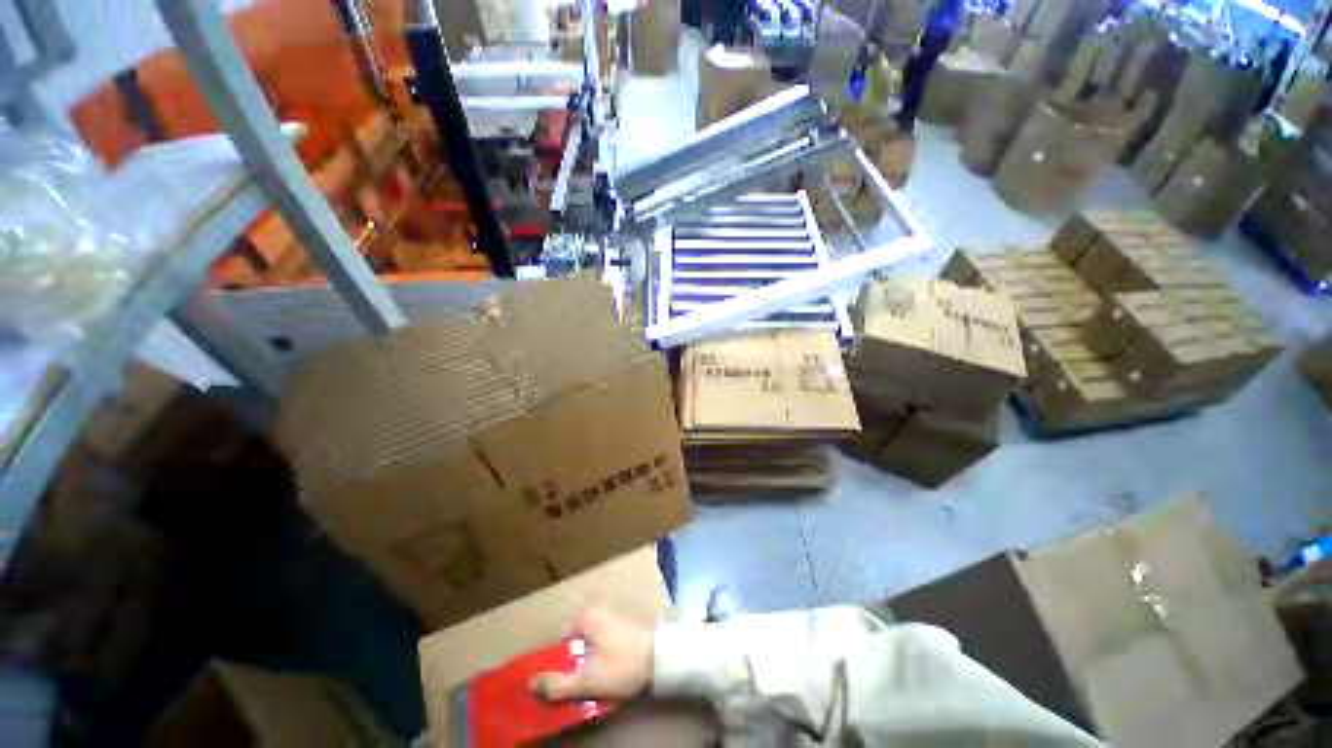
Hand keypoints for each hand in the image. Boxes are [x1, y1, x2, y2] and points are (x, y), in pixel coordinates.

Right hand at [530, 606, 653, 701]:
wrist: (660, 657)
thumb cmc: (622, 665)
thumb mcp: (587, 681)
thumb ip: (558, 684)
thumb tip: (531, 684)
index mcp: (585, 618)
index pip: (559, 643)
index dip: (557, 666)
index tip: (560, 684)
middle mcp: (597, 611)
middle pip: (574, 643)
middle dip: (573, 665)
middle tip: (577, 686)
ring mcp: (611, 616)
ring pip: (589, 644)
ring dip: (587, 663)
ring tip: (593, 683)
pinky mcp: (623, 625)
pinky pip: (602, 642)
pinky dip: (600, 656)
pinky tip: (607, 672)